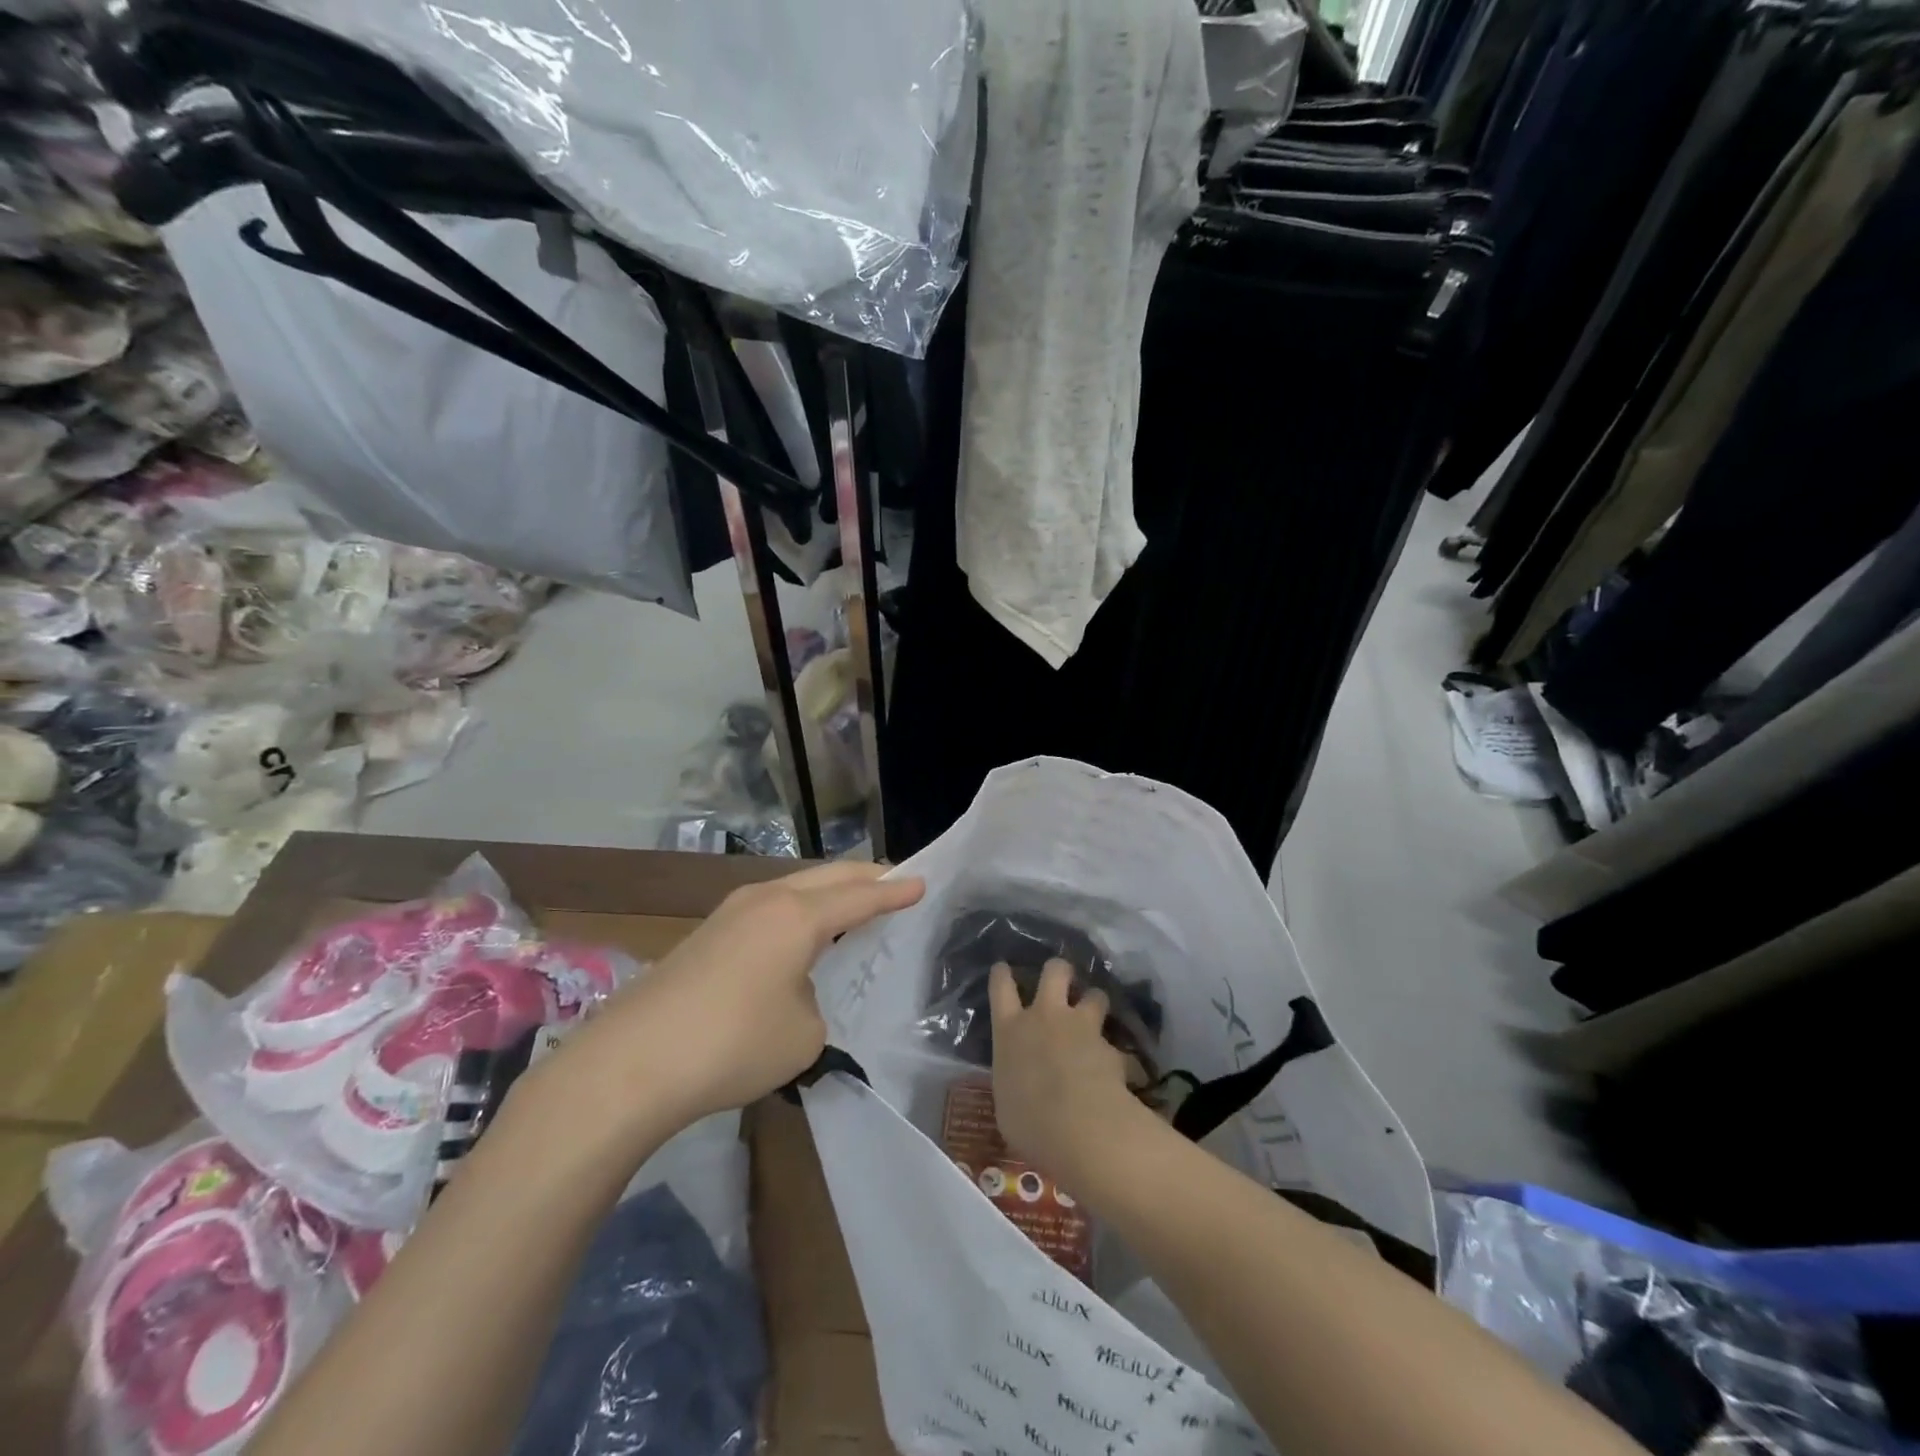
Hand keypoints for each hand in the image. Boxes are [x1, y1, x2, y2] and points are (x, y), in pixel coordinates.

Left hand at [553, 862, 923, 1133]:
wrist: (631, 1063)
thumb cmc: (733, 1043)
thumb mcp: (803, 1036)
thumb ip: (815, 1007)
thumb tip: (795, 996)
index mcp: (799, 916)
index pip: (860, 898)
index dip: (894, 893)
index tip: (923, 882)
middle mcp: (767, 900)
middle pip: (828, 876)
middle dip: (864, 877)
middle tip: (893, 881)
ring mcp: (730, 913)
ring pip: (794, 887)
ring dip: (827, 891)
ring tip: (850, 902)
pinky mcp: (707, 934)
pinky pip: (769, 908)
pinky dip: (797, 910)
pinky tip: (798, 933)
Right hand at [990, 958, 1152, 1191]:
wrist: (1077, 1126)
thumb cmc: (1028, 1121)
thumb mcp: (1007, 1102)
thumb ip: (1014, 1080)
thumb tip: (1020, 1084)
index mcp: (1010, 1030)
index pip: (1000, 988)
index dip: (1002, 975)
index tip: (1004, 969)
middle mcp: (1045, 1017)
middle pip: (1054, 971)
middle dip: (1060, 970)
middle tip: (1064, 979)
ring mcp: (1081, 1027)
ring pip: (1094, 995)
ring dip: (1095, 1002)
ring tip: (1097, 1014)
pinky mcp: (1110, 1047)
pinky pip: (1118, 1046)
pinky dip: (1121, 1057)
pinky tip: (1125, 1073)